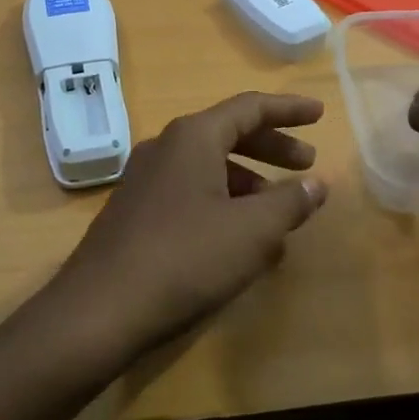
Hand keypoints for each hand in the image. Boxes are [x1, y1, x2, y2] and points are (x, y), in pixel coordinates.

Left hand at [44, 92, 329, 361]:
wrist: (98, 311)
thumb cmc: (185, 258)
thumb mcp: (251, 232)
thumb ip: (289, 202)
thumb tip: (317, 184)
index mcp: (193, 137)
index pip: (250, 107)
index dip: (289, 110)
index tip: (320, 115)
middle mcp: (166, 148)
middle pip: (229, 134)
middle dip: (272, 148)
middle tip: (306, 164)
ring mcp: (145, 180)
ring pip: (209, 168)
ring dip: (249, 183)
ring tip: (279, 214)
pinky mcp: (135, 213)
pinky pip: (190, 193)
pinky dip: (223, 204)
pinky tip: (239, 241)